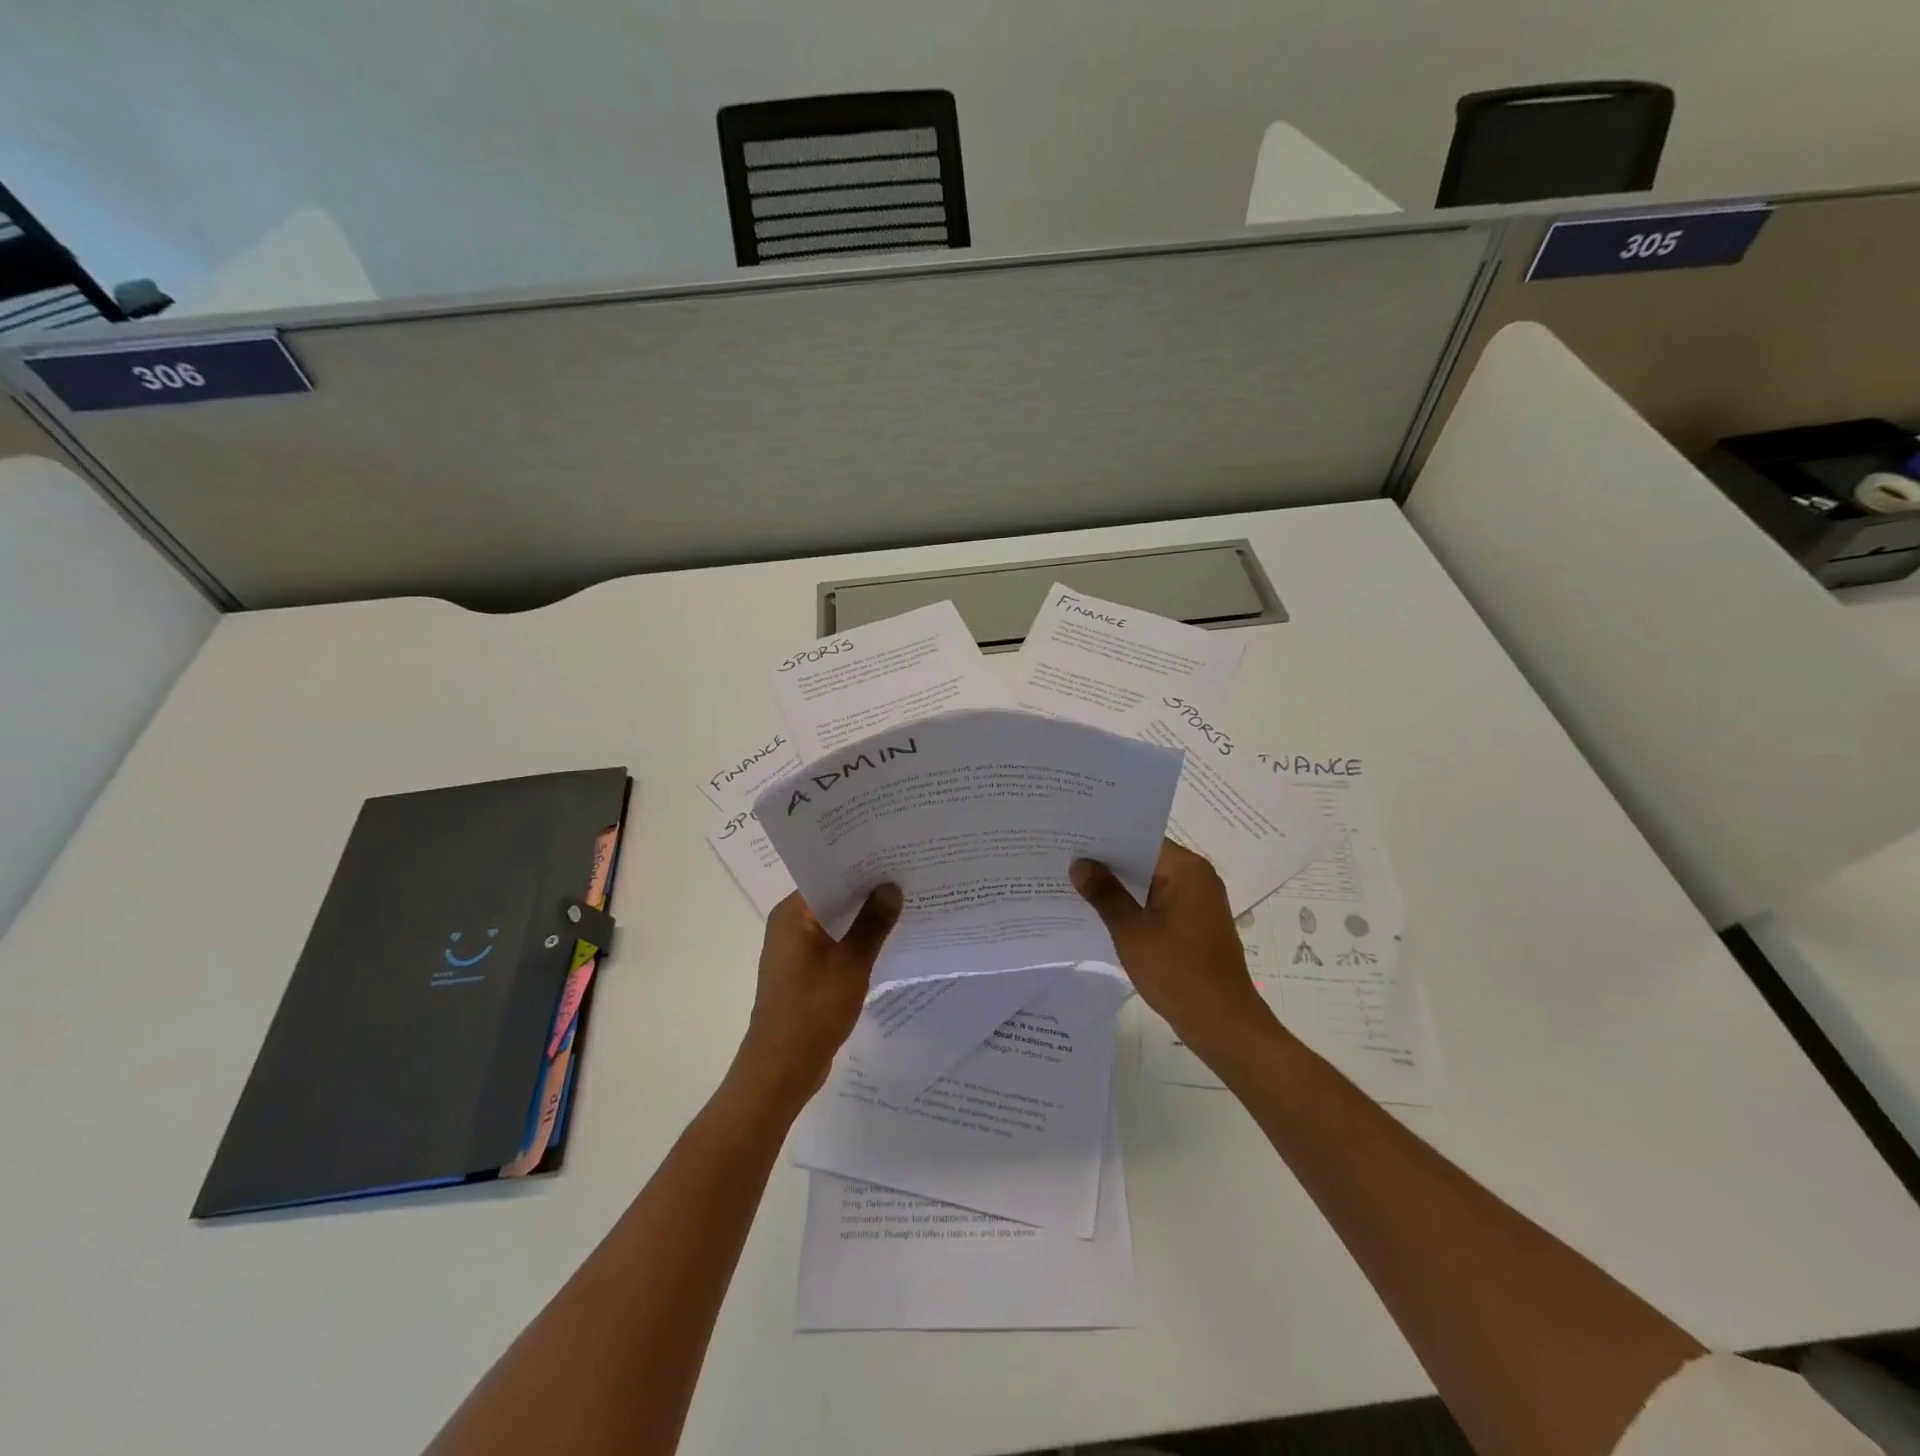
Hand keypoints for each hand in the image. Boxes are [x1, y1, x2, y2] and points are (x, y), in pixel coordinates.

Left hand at [735, 885, 902, 1107]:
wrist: (782, 1068)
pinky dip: (857, 940)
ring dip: (864, 917)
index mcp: (792, 913)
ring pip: (836, 921)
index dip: (862, 865)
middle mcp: (790, 924)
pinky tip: (888, 939)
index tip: (895, 855)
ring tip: (905, 902)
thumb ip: (873, 922)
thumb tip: (891, 887)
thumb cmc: (813, 1009)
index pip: (829, 874)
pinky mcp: (805, 971)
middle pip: (833, 896)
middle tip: (908, 875)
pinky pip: (835, 943)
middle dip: (868, 890)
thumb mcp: (851, 963)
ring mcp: (796, 949)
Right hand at [1072, 840, 1281, 1063]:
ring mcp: (1199, 901)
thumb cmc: (1177, 972)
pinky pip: (1159, 901)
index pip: (1140, 838)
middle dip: (1109, 862)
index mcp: (1186, 869)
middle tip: (1066, 859)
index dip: (1105, 838)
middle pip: (1146, 858)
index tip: (1072, 838)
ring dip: (1121, 885)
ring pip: (1151, 881)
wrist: (1223, 1023)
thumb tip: (1080, 864)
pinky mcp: (1196, 923)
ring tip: (1077, 883)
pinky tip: (1104, 912)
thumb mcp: (1131, 931)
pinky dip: (1135, 904)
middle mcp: (1197, 877)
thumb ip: (1105, 894)